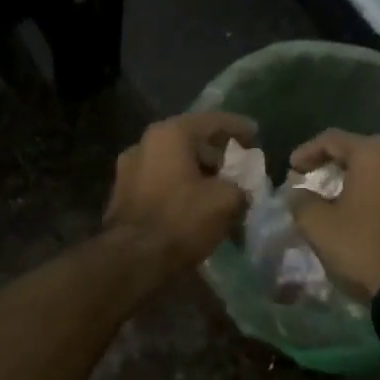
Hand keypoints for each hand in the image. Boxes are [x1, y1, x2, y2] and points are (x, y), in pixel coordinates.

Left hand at [104, 111, 257, 273]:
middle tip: (238, 165)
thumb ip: (240, 187)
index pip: (212, 121)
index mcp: (169, 134)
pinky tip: (196, 204)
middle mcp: (144, 143)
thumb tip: (239, 191)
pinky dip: (181, 187)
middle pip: (189, 140)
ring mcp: (128, 169)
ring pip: (173, 162)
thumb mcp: (226, 201)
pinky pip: (161, 182)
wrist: (132, 259)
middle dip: (216, 152)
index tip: (256, 134)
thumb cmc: (181, 219)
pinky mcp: (122, 195)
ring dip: (197, 172)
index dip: (238, 127)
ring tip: (220, 188)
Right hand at [288, 130, 379, 295]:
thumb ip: (301, 201)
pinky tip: (370, 211)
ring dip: (362, 177)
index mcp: (374, 154)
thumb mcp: (318, 226)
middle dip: (337, 161)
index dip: (307, 151)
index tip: (292, 169)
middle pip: (363, 149)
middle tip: (317, 178)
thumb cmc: (363, 248)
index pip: (333, 139)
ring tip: (343, 196)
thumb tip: (297, 191)